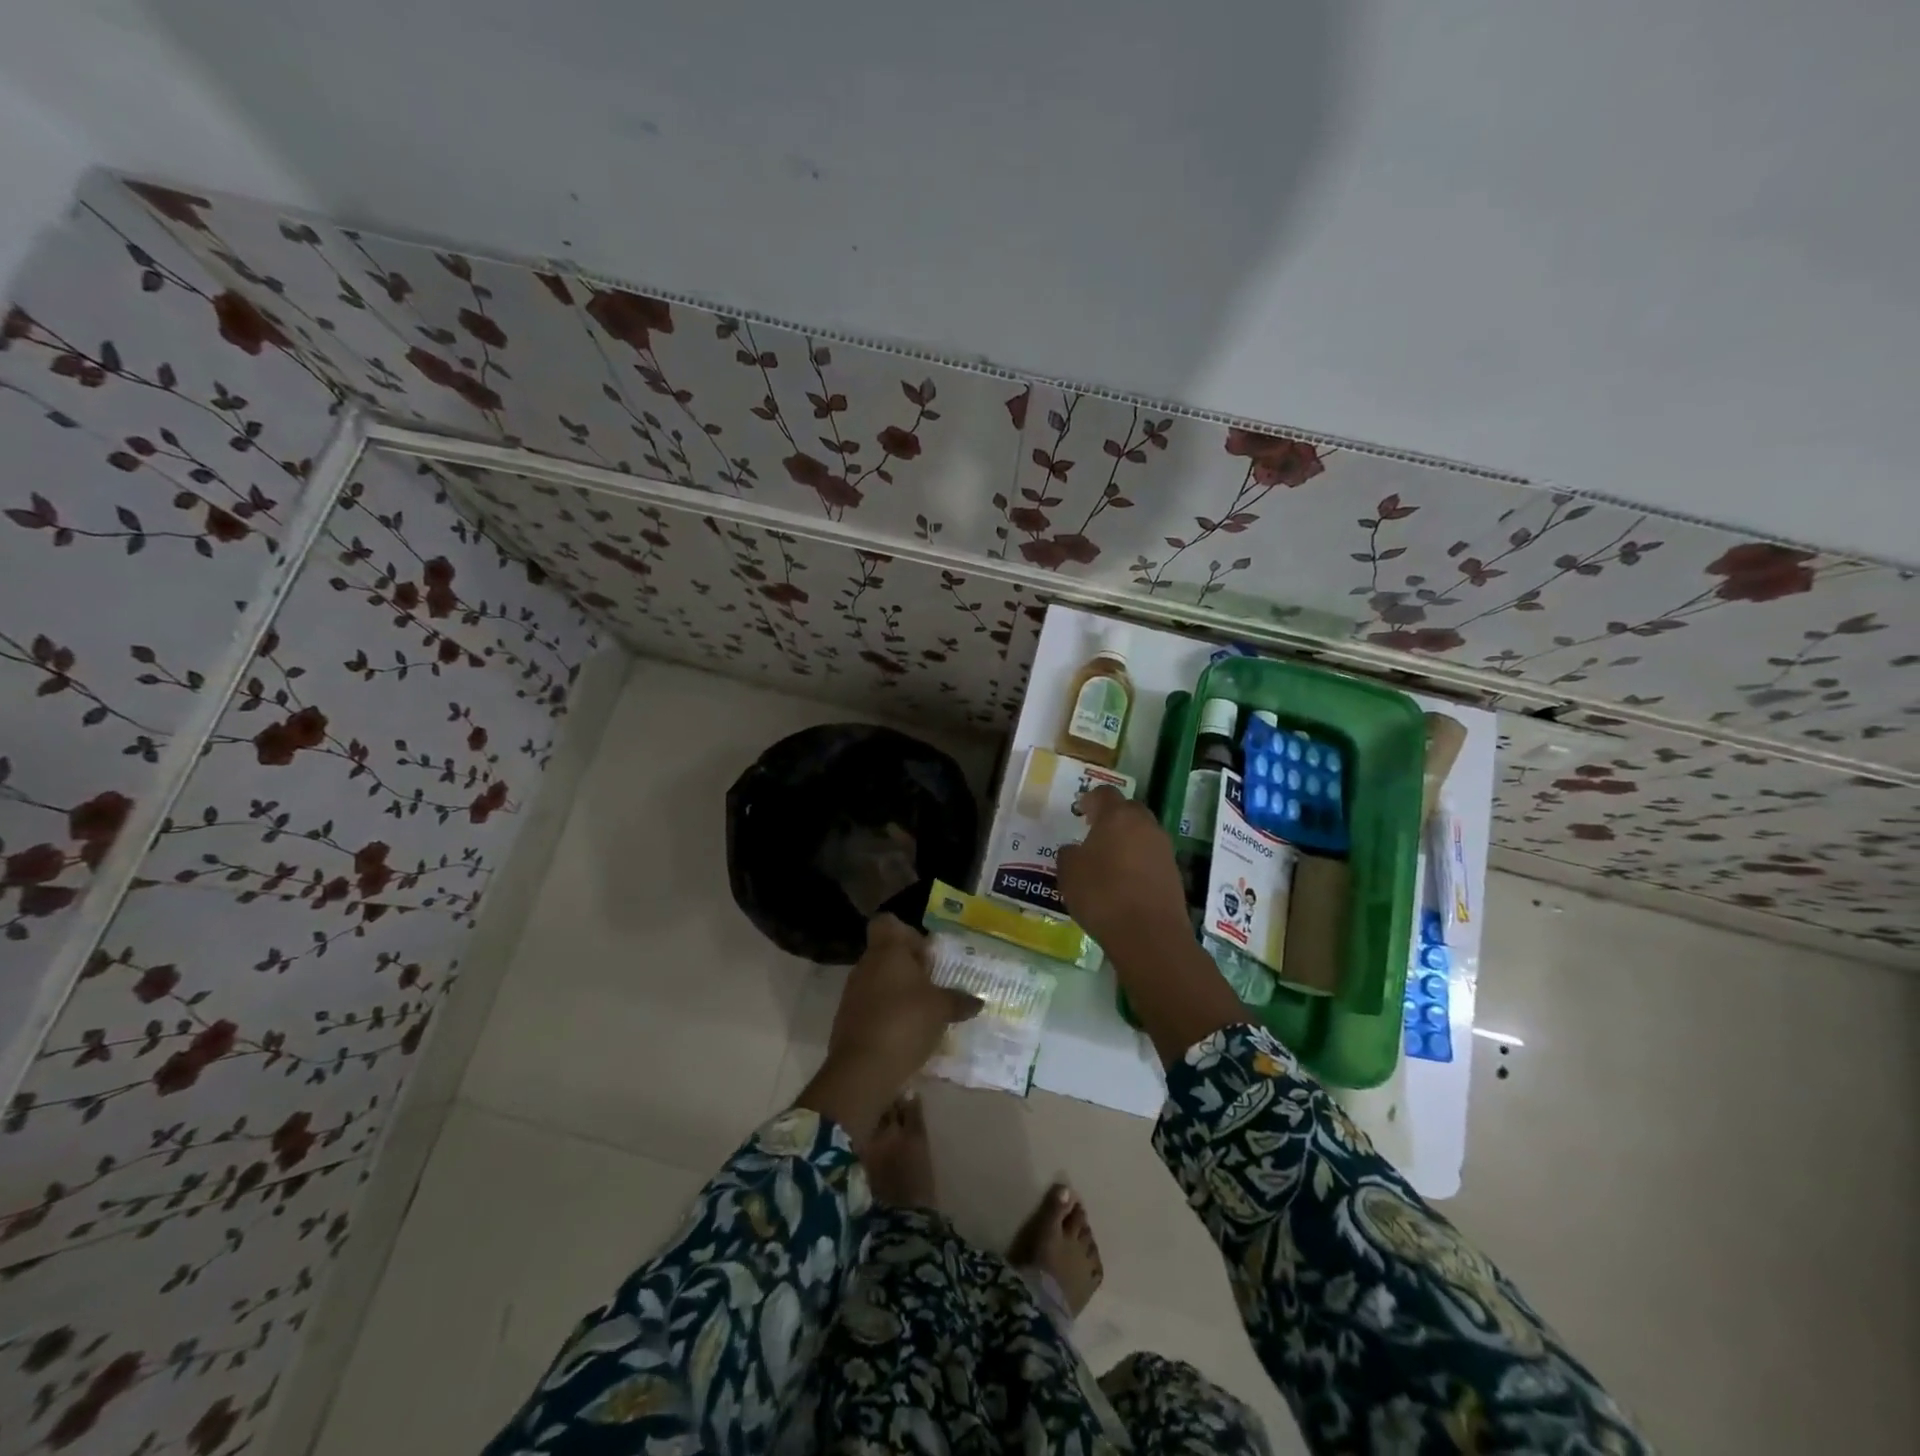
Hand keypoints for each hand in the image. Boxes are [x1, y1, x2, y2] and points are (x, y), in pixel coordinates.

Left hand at [796, 915, 979, 1143]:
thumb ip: (959, 1001)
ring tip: (923, 1014)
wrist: (862, 1069)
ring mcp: (852, 993)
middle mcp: (866, 965)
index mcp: (887, 951)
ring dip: (899, 993)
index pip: (888, 923)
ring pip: (879, 981)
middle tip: (934, 988)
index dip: (907, 934)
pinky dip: (887, 1015)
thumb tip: (977, 1001)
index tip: (926, 955)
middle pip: (887, 954)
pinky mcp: (847, 1020)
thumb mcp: (941, 1010)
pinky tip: (905, 1034)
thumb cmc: (905, 1022)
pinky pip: (871, 1007)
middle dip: (909, 969)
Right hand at [1055, 786, 1189, 951]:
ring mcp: (1163, 848)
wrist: (1149, 935)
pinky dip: (1138, 862)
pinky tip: (1125, 881)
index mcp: (1117, 816)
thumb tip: (1075, 850)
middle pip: (1128, 810)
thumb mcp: (1069, 873)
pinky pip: (1151, 857)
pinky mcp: (1174, 872)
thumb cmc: (1102, 895)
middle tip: (1094, 832)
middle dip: (1112, 817)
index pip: (1104, 794)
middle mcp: (1145, 824)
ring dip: (1127, 840)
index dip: (1090, 799)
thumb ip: (1069, 854)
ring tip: (1109, 859)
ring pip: (1143, 833)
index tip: (1080, 810)